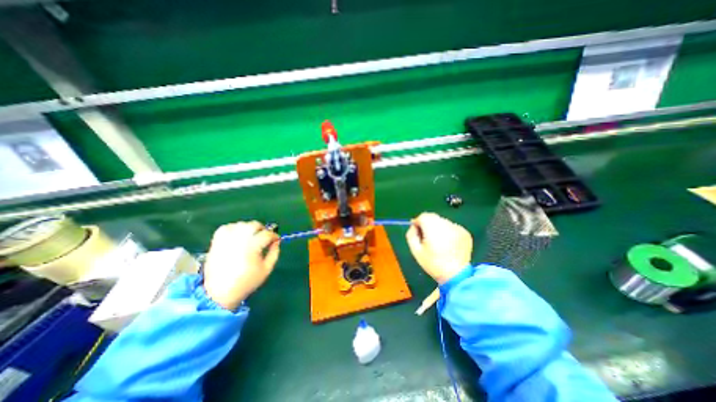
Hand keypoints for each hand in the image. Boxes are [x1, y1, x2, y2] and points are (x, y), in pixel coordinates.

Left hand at [203, 222, 281, 309]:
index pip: (267, 234)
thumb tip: (276, 241)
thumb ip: (274, 253)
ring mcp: (226, 240)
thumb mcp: (267, 269)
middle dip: (262, 229)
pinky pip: (226, 227)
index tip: (276, 239)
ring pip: (241, 224)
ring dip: (249, 228)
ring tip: (251, 236)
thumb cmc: (246, 282)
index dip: (274, 235)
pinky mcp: (216, 243)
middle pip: (254, 225)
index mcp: (252, 247)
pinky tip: (238, 235)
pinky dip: (233, 228)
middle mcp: (239, 240)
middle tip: (264, 237)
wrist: (219, 294)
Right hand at [405, 212, 473, 283]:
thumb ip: (411, 235)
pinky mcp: (465, 232)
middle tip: (426, 237)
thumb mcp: (416, 251)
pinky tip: (448, 244)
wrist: (457, 275)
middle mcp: (446, 224)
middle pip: (433, 217)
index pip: (423, 216)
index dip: (418, 222)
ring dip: (437, 227)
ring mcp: (457, 228)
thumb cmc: (433, 264)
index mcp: (433, 228)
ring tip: (438, 241)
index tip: (417, 231)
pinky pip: (452, 227)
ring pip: (442, 221)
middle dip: (427, 223)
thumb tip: (413, 226)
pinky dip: (447, 231)